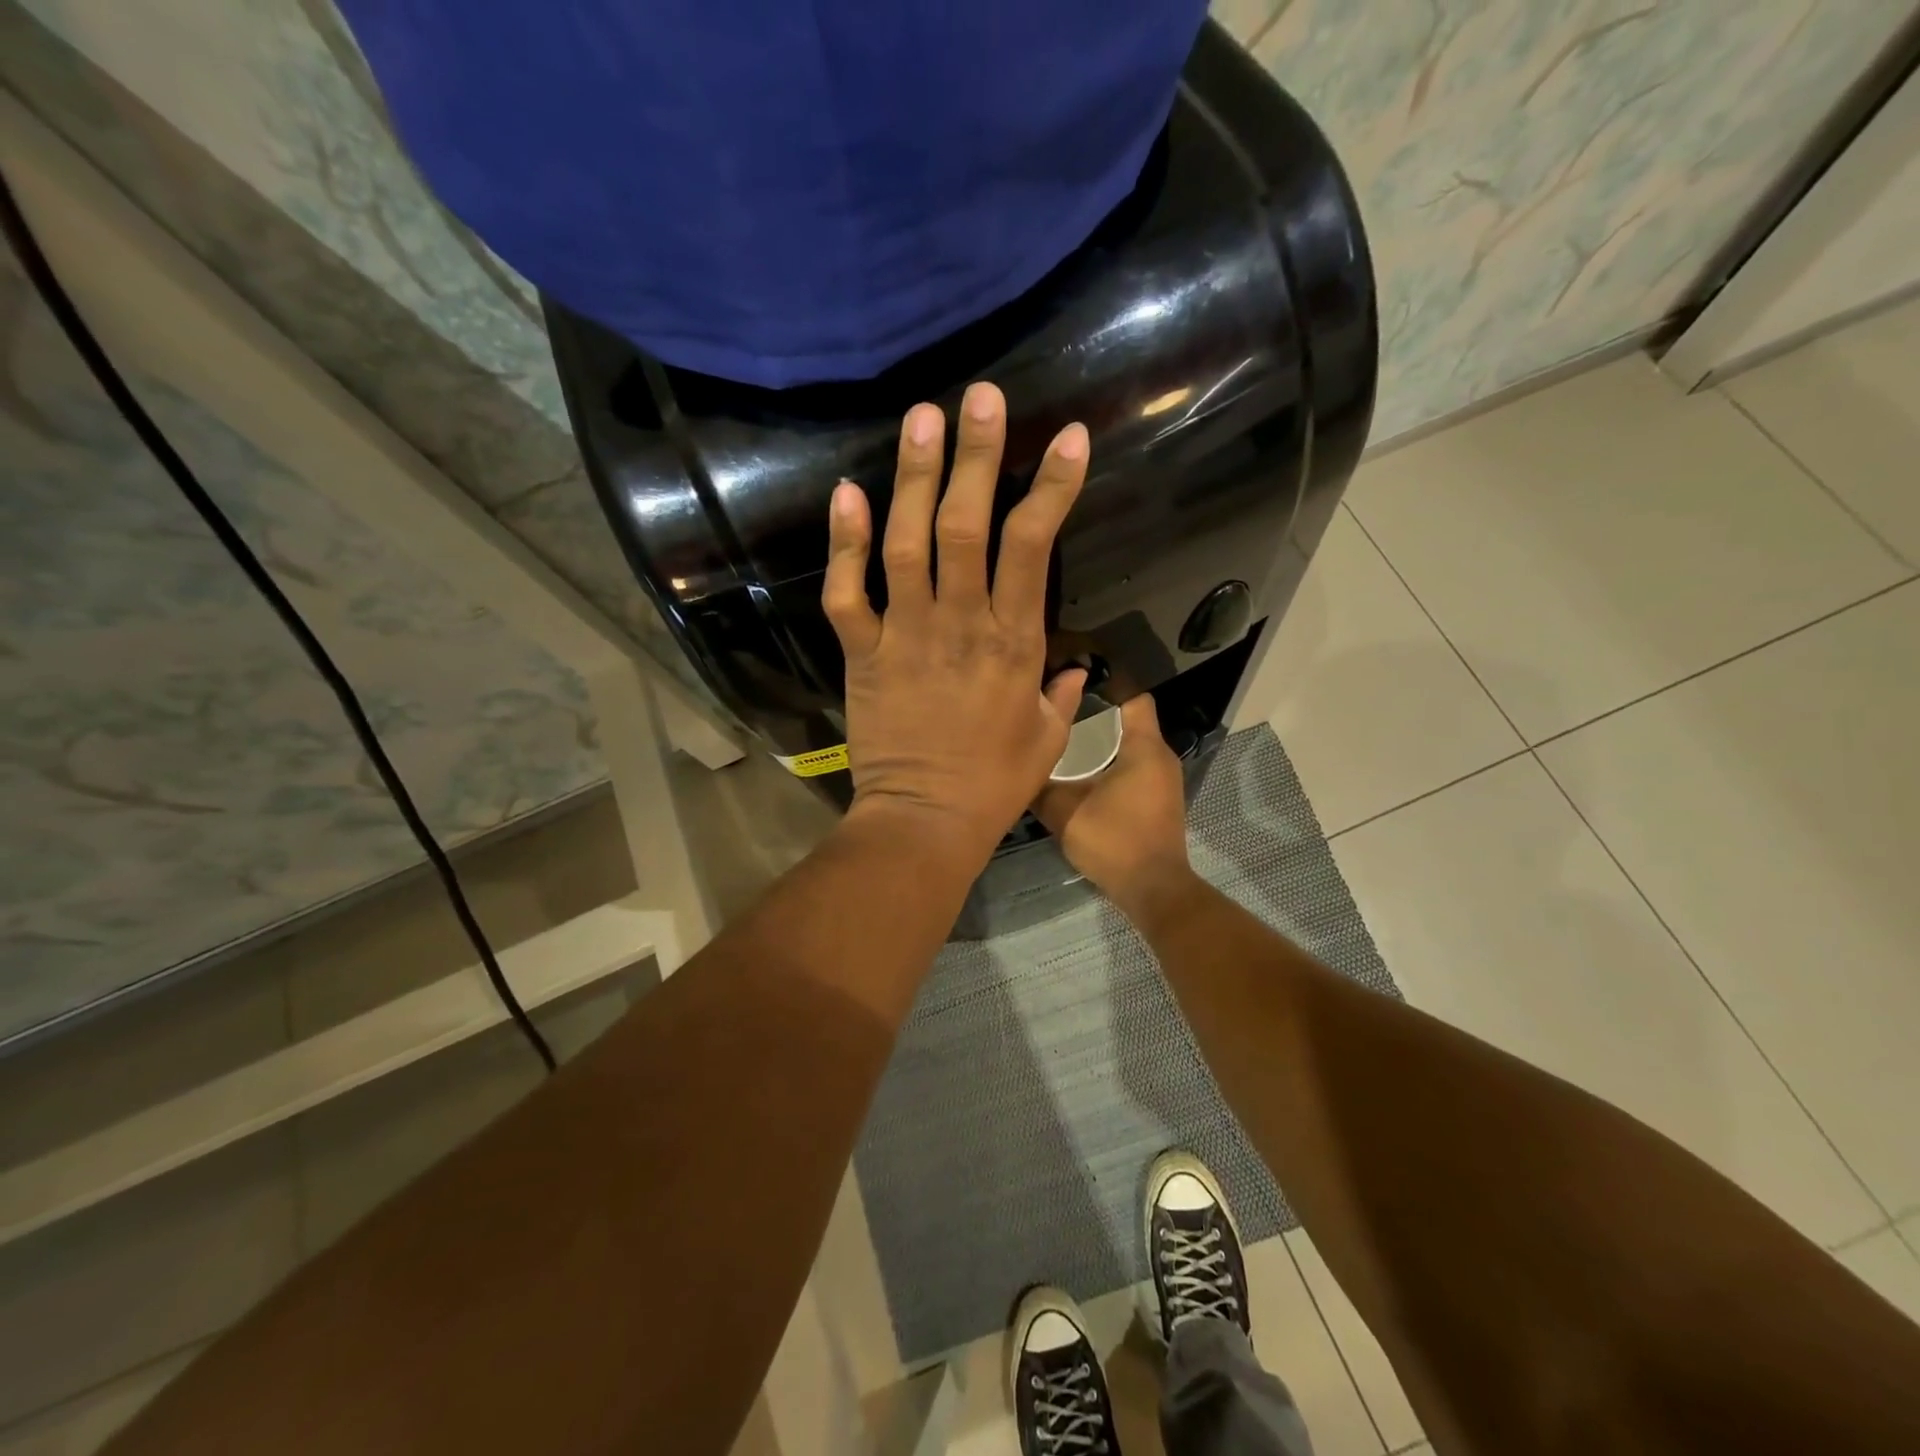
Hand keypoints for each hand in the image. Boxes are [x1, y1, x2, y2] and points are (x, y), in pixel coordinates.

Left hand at [823, 382, 1088, 867]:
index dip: (1051, 487)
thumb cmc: (993, 785)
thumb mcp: (1048, 740)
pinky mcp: (863, 653)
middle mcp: (961, 623)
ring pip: (907, 543)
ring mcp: (906, 635)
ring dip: (913, 478)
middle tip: (980, 398)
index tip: (1067, 437)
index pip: (1035, 547)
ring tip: (920, 419)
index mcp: (1014, 642)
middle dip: (976, 456)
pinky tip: (845, 493)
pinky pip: (848, 593)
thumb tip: (1076, 667)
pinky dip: (843, 544)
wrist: (925, 821)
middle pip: (967, 525)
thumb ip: (1062, 694)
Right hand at [1033, 695, 1195, 923]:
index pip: (1133, 696)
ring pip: (1131, 745)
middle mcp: (1160, 756)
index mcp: (1144, 747)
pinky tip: (1083, 772)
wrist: (1153, 889)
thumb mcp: (1065, 812)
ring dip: (1103, 741)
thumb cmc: (1114, 841)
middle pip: (1129, 720)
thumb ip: (1040, 787)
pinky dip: (1112, 763)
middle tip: (1058, 711)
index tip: (1073, 682)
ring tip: (1065, 738)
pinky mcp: (1159, 799)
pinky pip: (1135, 766)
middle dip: (1096, 714)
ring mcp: (1163, 779)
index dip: (1106, 684)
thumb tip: (1020, 767)